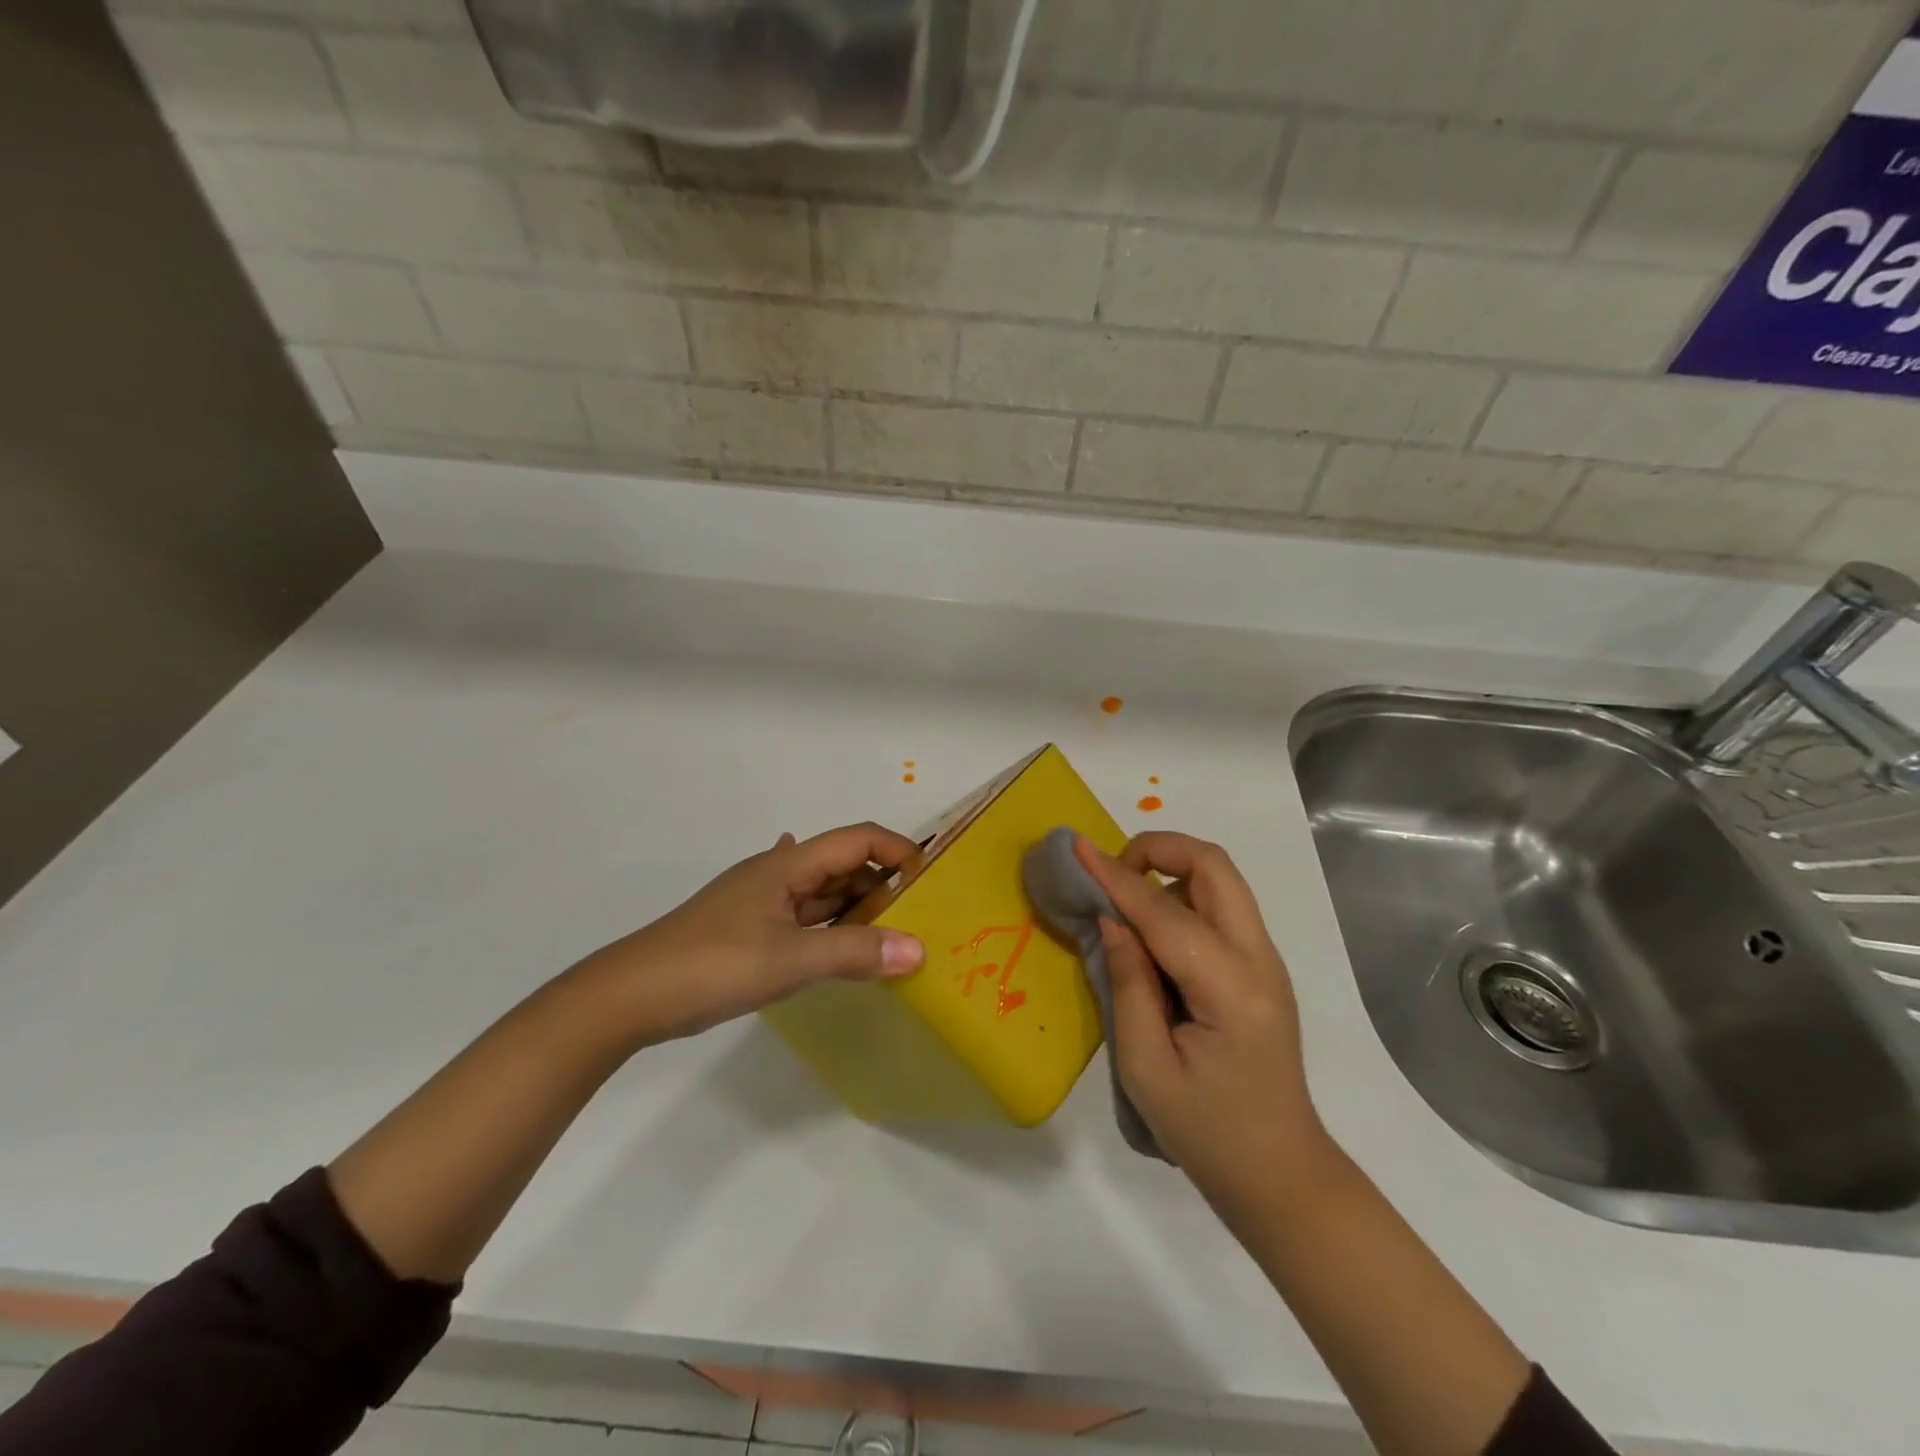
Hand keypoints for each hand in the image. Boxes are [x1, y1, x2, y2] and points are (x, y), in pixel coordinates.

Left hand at [575, 823, 926, 1044]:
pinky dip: (831, 925)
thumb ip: (855, 953)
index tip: (930, 882)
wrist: (630, 996)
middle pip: (843, 864)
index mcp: (788, 864)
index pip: (858, 838)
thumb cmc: (713, 964)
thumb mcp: (790, 959)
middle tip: (919, 919)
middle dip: (883, 884)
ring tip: (893, 936)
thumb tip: (919, 950)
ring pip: (823, 894)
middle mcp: (777, 873)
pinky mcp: (749, 929)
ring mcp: (761, 902)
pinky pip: (804, 917)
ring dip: (857, 908)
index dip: (897, 850)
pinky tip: (841, 935)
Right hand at [1075, 832, 1337, 1220]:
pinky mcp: (1260, 969)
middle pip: (1214, 866)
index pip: (1165, 912)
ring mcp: (1266, 961)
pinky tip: (1153, 933)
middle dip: (1159, 849)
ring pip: (1221, 880)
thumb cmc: (1207, 1133)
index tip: (1078, 847)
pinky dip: (1183, 896)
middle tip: (1113, 873)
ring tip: (1126, 903)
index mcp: (1231, 989)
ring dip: (1172, 870)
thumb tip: (1113, 918)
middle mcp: (1259, 960)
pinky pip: (1221, 907)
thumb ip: (1128, 984)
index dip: (1116, 876)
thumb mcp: (1146, 1068)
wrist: (1280, 1175)